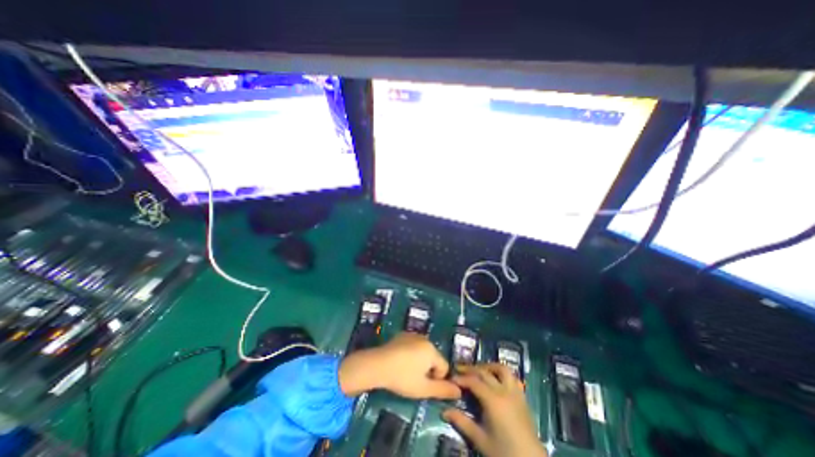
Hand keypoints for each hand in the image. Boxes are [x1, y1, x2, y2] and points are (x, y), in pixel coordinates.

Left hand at [341, 331, 460, 399]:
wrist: (378, 364)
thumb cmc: (403, 377)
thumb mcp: (423, 389)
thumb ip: (443, 390)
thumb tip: (459, 391)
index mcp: (432, 350)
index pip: (444, 367)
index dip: (436, 379)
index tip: (422, 384)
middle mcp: (425, 339)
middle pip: (433, 358)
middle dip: (428, 369)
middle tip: (414, 379)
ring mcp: (413, 335)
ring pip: (423, 351)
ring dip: (419, 361)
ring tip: (406, 370)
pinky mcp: (402, 335)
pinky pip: (413, 345)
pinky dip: (410, 353)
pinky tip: (399, 361)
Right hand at [444, 364, 542, 456]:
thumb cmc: (504, 452)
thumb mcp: (480, 440)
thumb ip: (462, 423)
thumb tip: (444, 411)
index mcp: (493, 400)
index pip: (473, 381)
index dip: (461, 378)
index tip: (451, 378)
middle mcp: (504, 391)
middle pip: (484, 372)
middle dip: (470, 369)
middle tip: (459, 369)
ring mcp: (515, 392)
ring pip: (501, 369)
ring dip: (488, 366)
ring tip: (478, 370)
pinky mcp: (522, 397)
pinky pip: (512, 377)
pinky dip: (501, 374)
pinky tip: (496, 379)